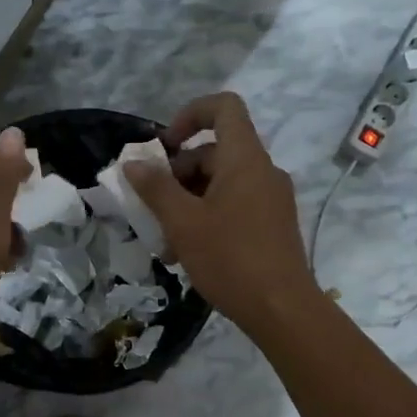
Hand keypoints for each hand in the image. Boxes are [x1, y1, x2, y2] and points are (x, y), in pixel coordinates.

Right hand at [122, 93, 320, 333]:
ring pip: (222, 182)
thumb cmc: (230, 259)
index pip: (223, 107)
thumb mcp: (183, 223)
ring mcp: (272, 198)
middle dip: (178, 173)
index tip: (165, 146)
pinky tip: (188, 252)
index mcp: (245, 159)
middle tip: (154, 208)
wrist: (282, 309)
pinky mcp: (273, 224)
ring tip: (166, 240)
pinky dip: (208, 216)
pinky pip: (235, 204)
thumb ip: (156, 188)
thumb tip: (134, 164)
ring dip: (188, 201)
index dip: (190, 114)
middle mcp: (263, 170)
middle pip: (215, 151)